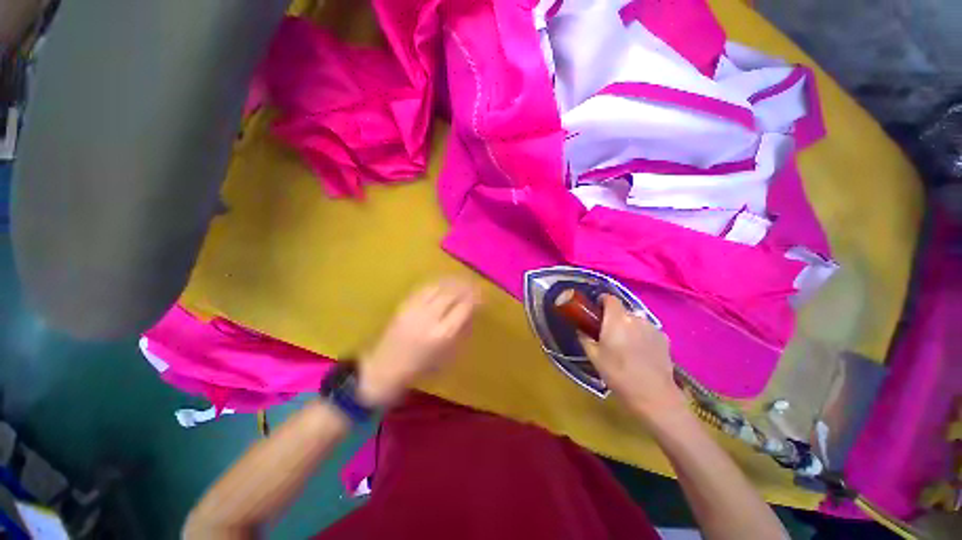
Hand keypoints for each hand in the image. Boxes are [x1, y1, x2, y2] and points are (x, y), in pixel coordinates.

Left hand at [358, 278, 479, 406]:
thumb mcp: (446, 355)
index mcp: (442, 334)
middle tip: (474, 284)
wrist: (384, 369)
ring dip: (453, 281)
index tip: (483, 294)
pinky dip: (437, 282)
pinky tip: (444, 282)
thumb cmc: (419, 368)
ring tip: (462, 279)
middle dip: (466, 286)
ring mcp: (414, 309)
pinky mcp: (403, 305)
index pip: (464, 307)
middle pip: (452, 293)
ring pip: (438, 287)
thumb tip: (471, 310)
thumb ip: (459, 330)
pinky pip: (424, 288)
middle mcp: (429, 318)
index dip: (475, 298)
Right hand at [577, 295, 685, 420]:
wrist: (653, 395)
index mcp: (616, 320)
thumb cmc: (618, 374)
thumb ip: (585, 338)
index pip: (610, 298)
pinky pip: (648, 331)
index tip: (596, 310)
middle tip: (608, 334)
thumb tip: (581, 330)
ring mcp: (652, 328)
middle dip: (614, 318)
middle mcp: (636, 318)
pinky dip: (642, 336)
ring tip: (625, 346)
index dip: (602, 300)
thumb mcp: (594, 357)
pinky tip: (640, 353)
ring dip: (629, 327)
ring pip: (636, 321)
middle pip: (622, 311)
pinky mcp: (664, 339)